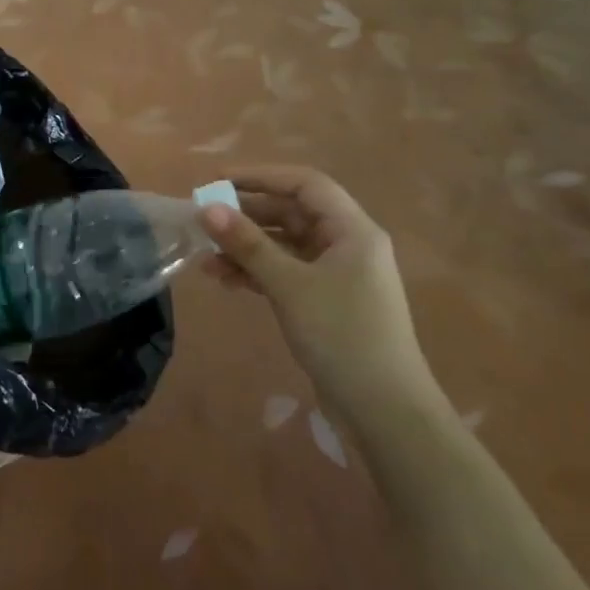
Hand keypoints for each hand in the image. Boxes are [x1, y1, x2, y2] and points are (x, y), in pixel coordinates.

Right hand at [198, 166, 435, 414]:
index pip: (304, 184)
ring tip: (205, 257)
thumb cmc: (342, 335)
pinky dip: (257, 273)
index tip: (218, 182)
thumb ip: (248, 245)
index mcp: (352, 230)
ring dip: (246, 248)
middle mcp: (346, 244)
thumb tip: (207, 209)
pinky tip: (224, 279)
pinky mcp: (325, 302)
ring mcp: (337, 275)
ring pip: (285, 245)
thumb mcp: (290, 285)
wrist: (385, 412)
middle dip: (247, 215)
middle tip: (204, 219)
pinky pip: (285, 273)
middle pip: (292, 213)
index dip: (260, 176)